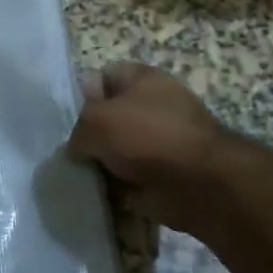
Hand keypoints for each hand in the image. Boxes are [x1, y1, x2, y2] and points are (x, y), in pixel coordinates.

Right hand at [68, 62, 229, 236]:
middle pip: (110, 117)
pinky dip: (118, 190)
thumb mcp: (95, 121)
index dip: (83, 95)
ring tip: (82, 175)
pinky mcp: (167, 176)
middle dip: (91, 136)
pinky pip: (131, 180)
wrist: (201, 185)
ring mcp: (162, 143)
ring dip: (103, 165)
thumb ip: (77, 129)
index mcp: (143, 79)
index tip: (70, 118)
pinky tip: (101, 195)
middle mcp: (155, 106)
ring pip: (119, 151)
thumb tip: (77, 148)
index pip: (103, 77)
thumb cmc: (146, 136)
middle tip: (73, 151)